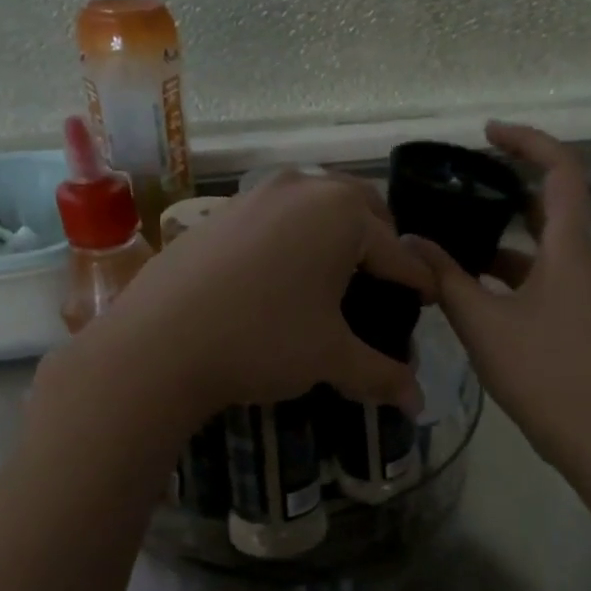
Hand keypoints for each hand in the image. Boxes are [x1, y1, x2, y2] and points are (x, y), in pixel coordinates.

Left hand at [71, 171, 432, 425]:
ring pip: (315, 206)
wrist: (158, 344)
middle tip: (385, 282)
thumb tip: (419, 403)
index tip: (432, 300)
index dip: (419, 282)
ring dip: (336, 234)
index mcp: (341, 214)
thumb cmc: (262, 341)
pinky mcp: (220, 211)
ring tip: (337, 276)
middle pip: (361, 209)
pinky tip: (283, 275)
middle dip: (381, 243)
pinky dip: (295, 237)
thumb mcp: (329, 357)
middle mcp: (302, 188)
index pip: (398, 251)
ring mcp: (255, 194)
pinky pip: (276, 216)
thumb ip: (381, 374)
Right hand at [406, 123, 590, 475]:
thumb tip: (410, 242)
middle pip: (551, 200)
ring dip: (501, 230)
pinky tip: (465, 282)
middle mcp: (579, 258)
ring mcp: (577, 288)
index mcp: (568, 248)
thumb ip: (445, 278)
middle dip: (509, 181)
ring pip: (540, 241)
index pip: (561, 170)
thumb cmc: (541, 370)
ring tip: (452, 229)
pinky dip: (504, 267)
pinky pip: (536, 273)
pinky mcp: (569, 313)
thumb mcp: (483, 322)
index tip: (487, 133)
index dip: (528, 141)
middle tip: (463, 179)